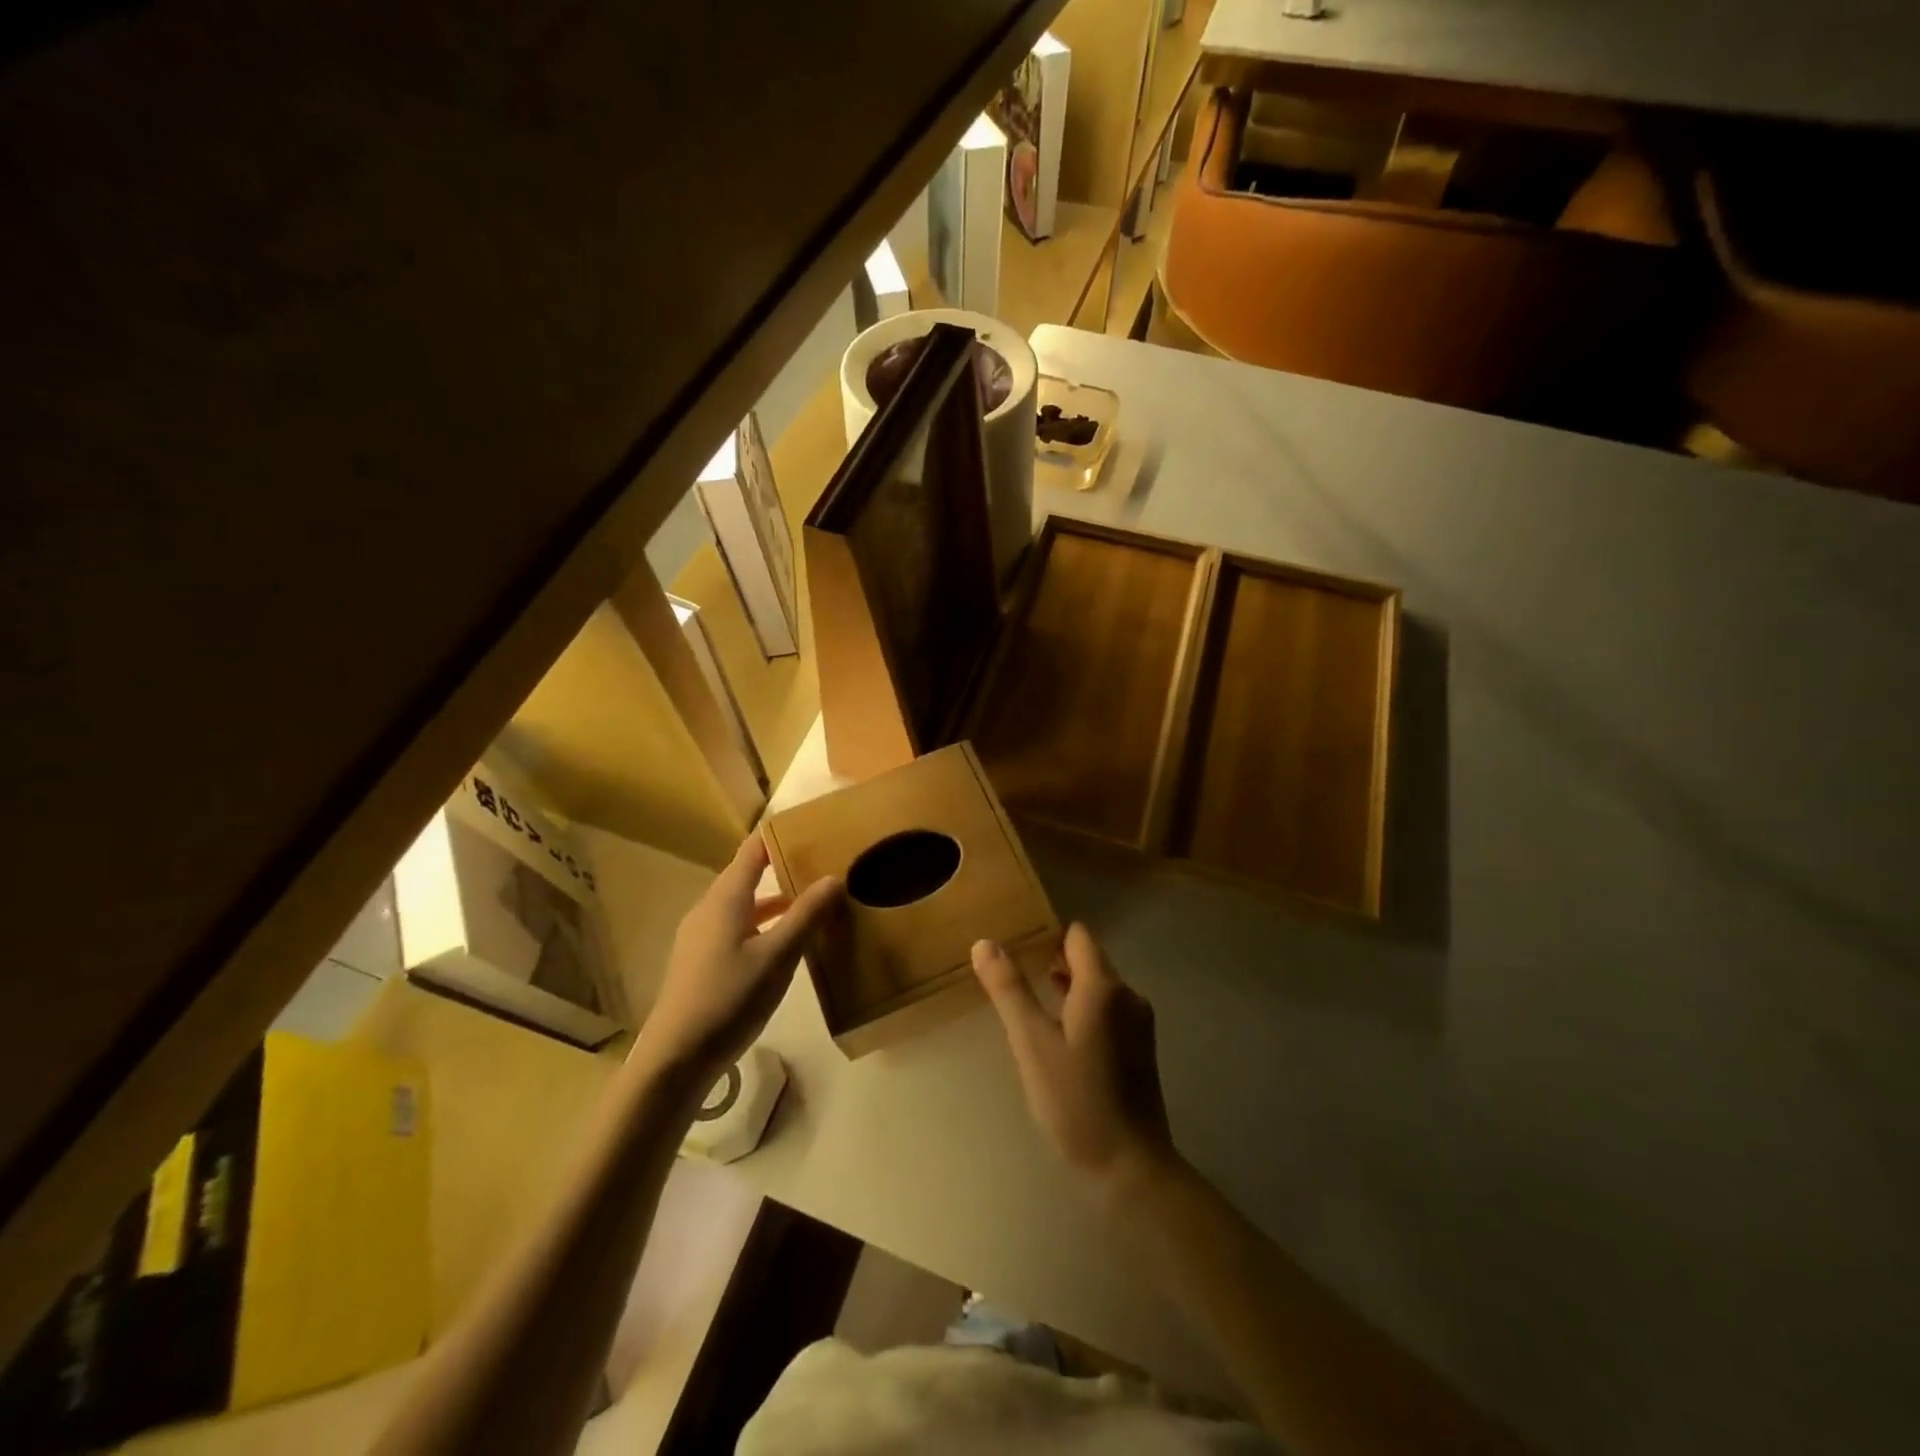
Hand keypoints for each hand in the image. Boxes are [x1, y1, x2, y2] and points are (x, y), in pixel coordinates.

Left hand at [632, 833, 842, 1084]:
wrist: (675, 1059)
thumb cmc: (729, 998)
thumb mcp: (778, 957)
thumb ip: (806, 916)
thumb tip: (834, 877)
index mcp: (725, 899)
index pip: (752, 851)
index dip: (778, 835)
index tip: (810, 826)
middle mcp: (709, 910)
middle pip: (746, 876)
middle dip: (781, 867)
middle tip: (821, 864)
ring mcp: (700, 937)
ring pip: (742, 906)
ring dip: (774, 901)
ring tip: (810, 903)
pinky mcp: (700, 963)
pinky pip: (736, 928)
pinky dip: (762, 925)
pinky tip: (782, 945)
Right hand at [972, 923, 1177, 1198]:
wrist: (1131, 1168)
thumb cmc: (1077, 1101)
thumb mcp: (1032, 1044)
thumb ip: (1009, 990)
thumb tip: (984, 943)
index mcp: (1103, 986)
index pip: (1077, 936)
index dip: (1047, 934)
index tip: (1017, 944)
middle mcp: (1127, 995)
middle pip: (1087, 959)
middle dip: (1052, 961)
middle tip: (1013, 975)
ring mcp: (1138, 1023)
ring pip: (1097, 987)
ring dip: (1065, 988)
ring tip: (1029, 1002)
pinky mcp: (1140, 1048)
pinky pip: (1107, 1011)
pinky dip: (1081, 1011)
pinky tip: (1057, 1036)